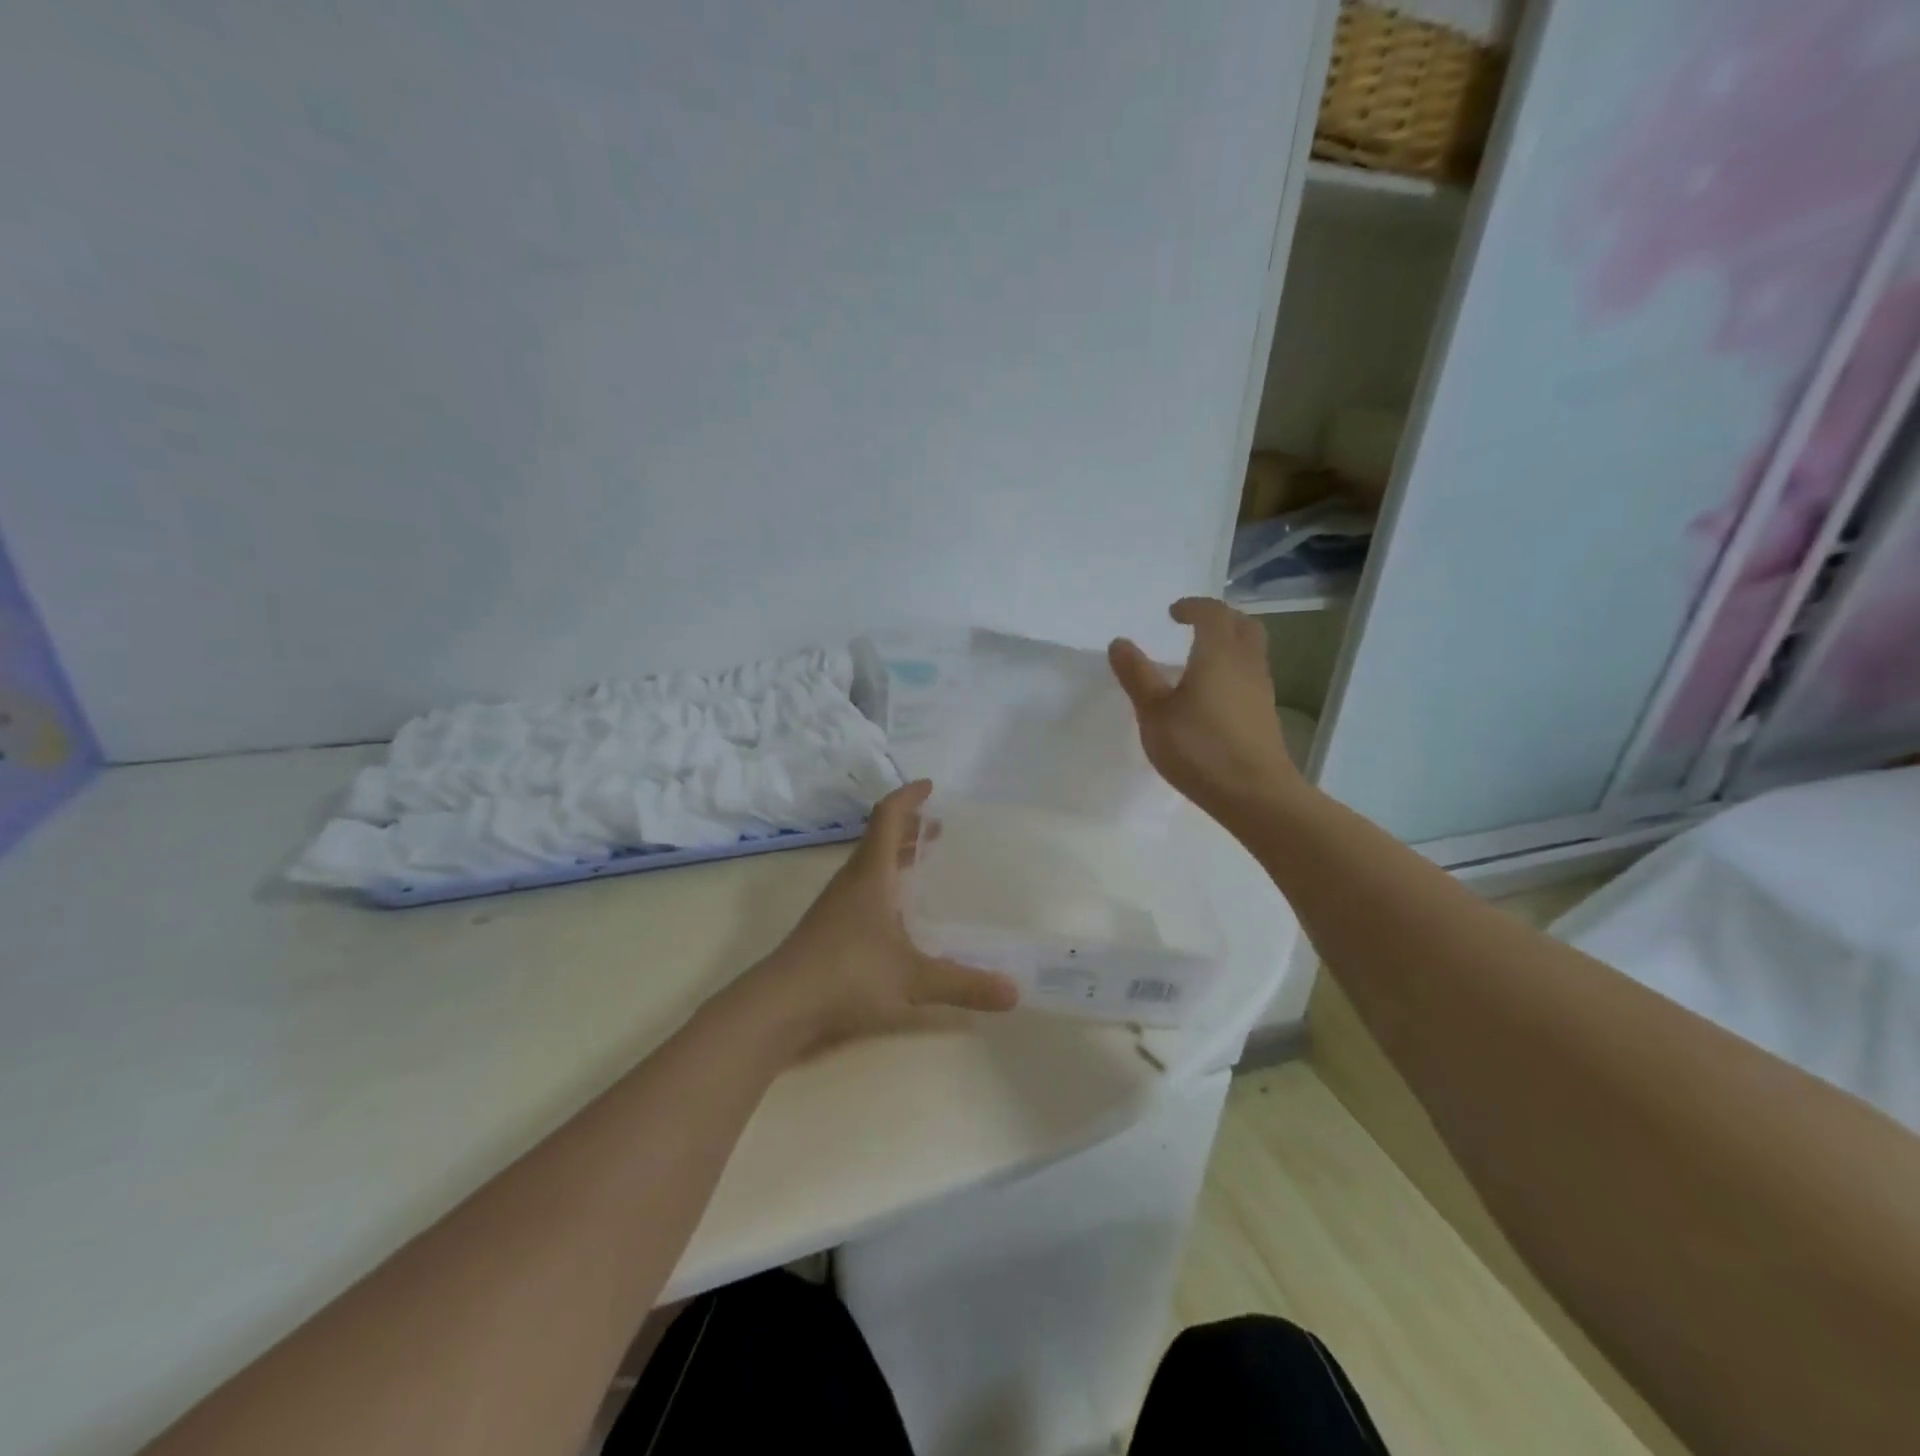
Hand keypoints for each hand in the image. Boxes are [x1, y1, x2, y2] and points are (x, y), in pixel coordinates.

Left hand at [747, 780, 1018, 1049]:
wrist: (779, 1006)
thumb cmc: (846, 976)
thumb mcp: (912, 980)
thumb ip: (963, 984)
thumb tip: (1015, 992)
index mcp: (870, 876)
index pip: (888, 818)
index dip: (908, 797)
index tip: (930, 786)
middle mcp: (852, 882)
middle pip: (879, 839)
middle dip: (909, 827)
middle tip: (938, 829)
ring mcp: (836, 905)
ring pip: (869, 866)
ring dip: (896, 855)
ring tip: (923, 862)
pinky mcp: (829, 928)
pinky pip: (863, 890)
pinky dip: (886, 884)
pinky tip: (899, 913)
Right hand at [1108, 597, 1302, 816]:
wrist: (1255, 794)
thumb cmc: (1199, 748)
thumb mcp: (1155, 713)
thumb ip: (1137, 676)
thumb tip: (1120, 643)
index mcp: (1219, 654)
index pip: (1212, 613)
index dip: (1193, 607)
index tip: (1173, 613)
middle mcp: (1246, 664)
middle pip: (1243, 625)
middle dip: (1220, 618)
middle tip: (1194, 626)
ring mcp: (1261, 690)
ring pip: (1251, 651)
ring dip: (1230, 644)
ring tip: (1201, 659)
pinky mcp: (1265, 714)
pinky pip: (1251, 675)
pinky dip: (1233, 670)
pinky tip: (1213, 694)